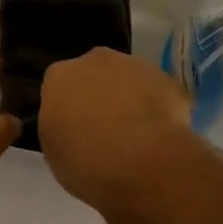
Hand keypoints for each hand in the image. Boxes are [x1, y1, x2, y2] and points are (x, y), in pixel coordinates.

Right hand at [38, 47, 195, 210]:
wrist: (141, 162)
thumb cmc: (86, 163)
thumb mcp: (56, 155)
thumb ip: (61, 130)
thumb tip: (72, 129)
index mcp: (59, 76)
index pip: (59, 87)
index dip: (68, 109)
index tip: (76, 132)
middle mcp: (93, 60)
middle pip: (94, 75)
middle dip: (99, 96)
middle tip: (106, 132)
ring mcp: (133, 64)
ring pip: (128, 80)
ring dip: (130, 99)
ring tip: (138, 137)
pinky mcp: (166, 78)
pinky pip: (159, 93)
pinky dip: (160, 109)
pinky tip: (161, 137)